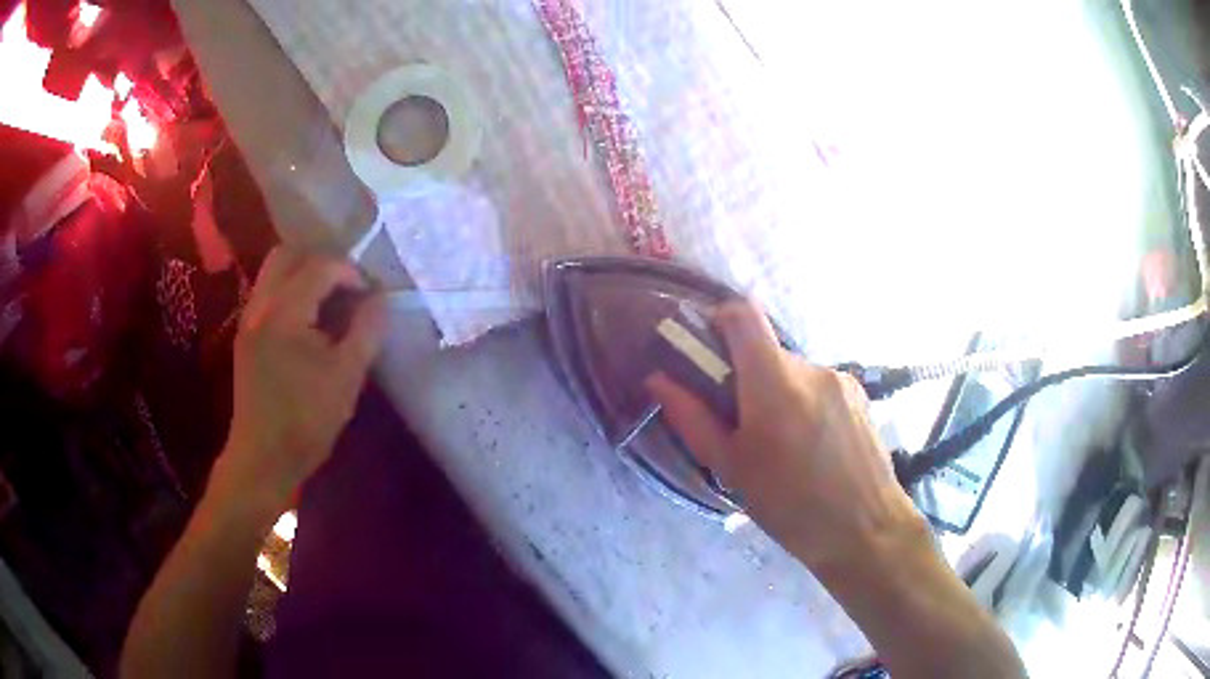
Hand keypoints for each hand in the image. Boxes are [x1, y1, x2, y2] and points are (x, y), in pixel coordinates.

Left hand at [212, 246, 386, 518]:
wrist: (263, 458)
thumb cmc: (306, 421)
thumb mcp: (347, 377)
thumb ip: (367, 330)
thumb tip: (380, 298)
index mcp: (284, 312)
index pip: (320, 266)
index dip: (351, 273)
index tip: (370, 297)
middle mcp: (260, 304)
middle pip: (289, 254)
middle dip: (323, 264)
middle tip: (346, 291)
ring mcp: (248, 318)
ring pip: (275, 271)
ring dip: (305, 276)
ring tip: (330, 306)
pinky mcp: (246, 334)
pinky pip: (269, 292)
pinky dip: (291, 292)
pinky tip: (309, 323)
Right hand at [646, 300, 923, 572]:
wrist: (865, 529)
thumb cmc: (789, 505)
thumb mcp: (731, 467)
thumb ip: (691, 418)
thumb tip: (658, 380)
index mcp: (774, 381)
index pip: (743, 314)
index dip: (720, 319)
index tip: (708, 351)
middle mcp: (811, 367)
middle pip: (767, 350)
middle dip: (747, 376)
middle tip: (742, 425)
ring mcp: (841, 378)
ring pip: (793, 371)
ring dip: (779, 393)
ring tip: (783, 445)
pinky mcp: (860, 393)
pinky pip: (819, 385)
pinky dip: (805, 403)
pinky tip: (812, 447)